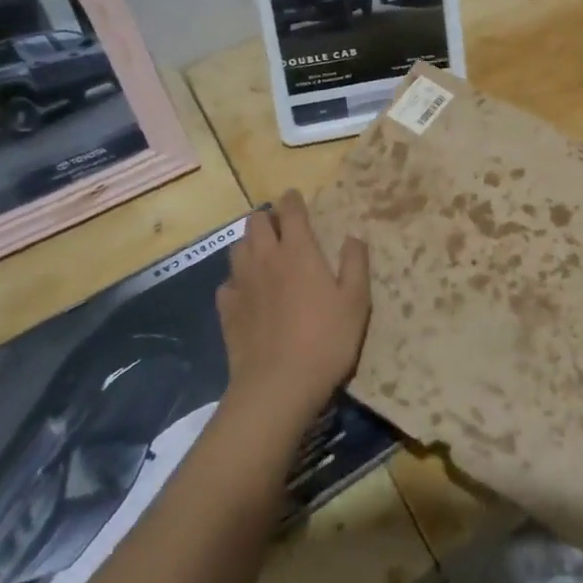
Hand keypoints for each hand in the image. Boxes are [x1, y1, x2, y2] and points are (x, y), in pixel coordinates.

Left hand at [216, 191, 370, 433]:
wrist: (278, 386)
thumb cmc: (326, 340)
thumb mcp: (356, 301)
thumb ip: (355, 263)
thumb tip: (353, 236)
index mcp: (298, 251)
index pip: (291, 211)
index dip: (292, 199)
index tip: (295, 196)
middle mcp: (265, 258)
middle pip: (257, 222)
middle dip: (268, 217)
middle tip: (281, 226)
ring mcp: (241, 283)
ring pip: (238, 247)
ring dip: (250, 243)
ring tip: (263, 253)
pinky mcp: (226, 310)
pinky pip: (227, 282)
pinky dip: (237, 280)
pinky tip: (247, 292)